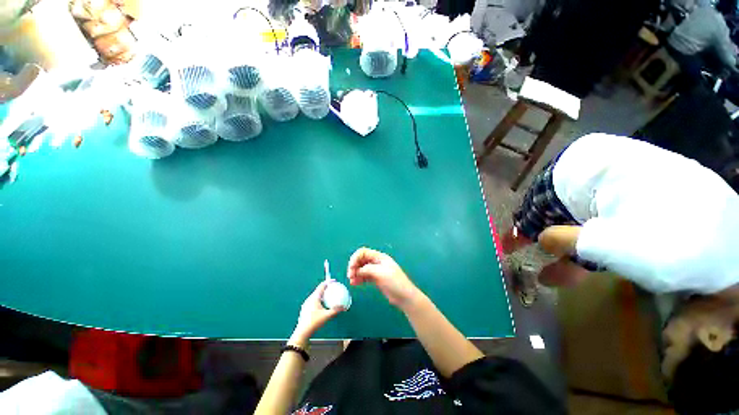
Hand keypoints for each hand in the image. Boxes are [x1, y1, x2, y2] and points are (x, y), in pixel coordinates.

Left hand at [291, 281, 344, 345]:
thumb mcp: (327, 316)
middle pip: (318, 290)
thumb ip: (335, 310)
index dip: (328, 282)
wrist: (302, 332)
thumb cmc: (314, 322)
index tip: (334, 281)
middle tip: (332, 288)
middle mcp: (309, 299)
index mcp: (314, 298)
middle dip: (326, 288)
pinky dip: (319, 299)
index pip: (322, 286)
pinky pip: (313, 301)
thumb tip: (343, 307)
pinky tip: (322, 305)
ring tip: (328, 296)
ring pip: (315, 295)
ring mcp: (306, 304)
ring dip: (322, 294)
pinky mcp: (305, 309)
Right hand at [347, 247, 422, 309]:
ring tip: (352, 281)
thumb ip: (367, 269)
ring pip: (362, 268)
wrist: (404, 297)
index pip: (363, 252)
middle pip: (361, 260)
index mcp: (380, 257)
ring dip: (355, 273)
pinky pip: (364, 276)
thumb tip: (357, 271)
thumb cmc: (395, 282)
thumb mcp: (380, 273)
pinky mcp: (376, 279)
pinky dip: (359, 278)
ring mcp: (376, 271)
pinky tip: (355, 284)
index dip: (355, 258)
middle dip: (354, 266)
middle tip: (350, 276)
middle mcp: (377, 262)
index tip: (351, 269)